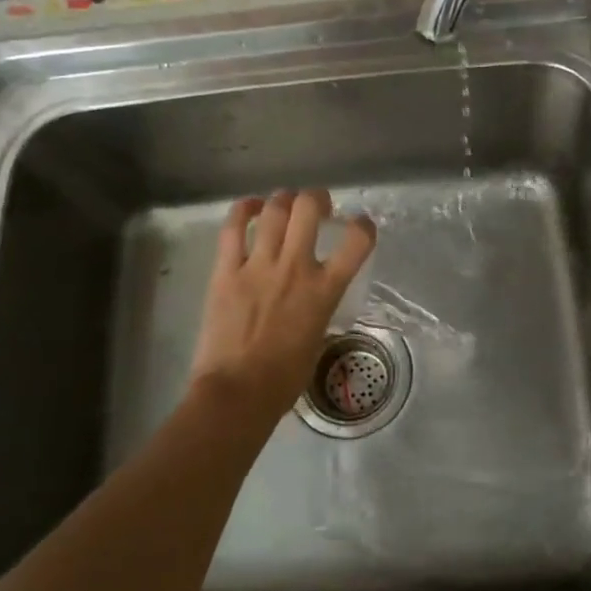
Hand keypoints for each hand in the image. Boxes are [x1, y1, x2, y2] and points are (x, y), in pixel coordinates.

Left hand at [188, 189, 376, 424]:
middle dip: (316, 199)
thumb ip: (318, 310)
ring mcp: (258, 265)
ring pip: (274, 210)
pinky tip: (251, 207)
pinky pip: (234, 228)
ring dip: (283, 200)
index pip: (357, 242)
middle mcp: (295, 268)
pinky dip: (244, 210)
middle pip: (309, 208)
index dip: (363, 226)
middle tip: (316, 207)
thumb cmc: (283, 380)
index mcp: (324, 290)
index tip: (359, 226)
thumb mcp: (317, 340)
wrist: (237, 392)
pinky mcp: (226, 270)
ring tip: (284, 205)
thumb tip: (312, 299)